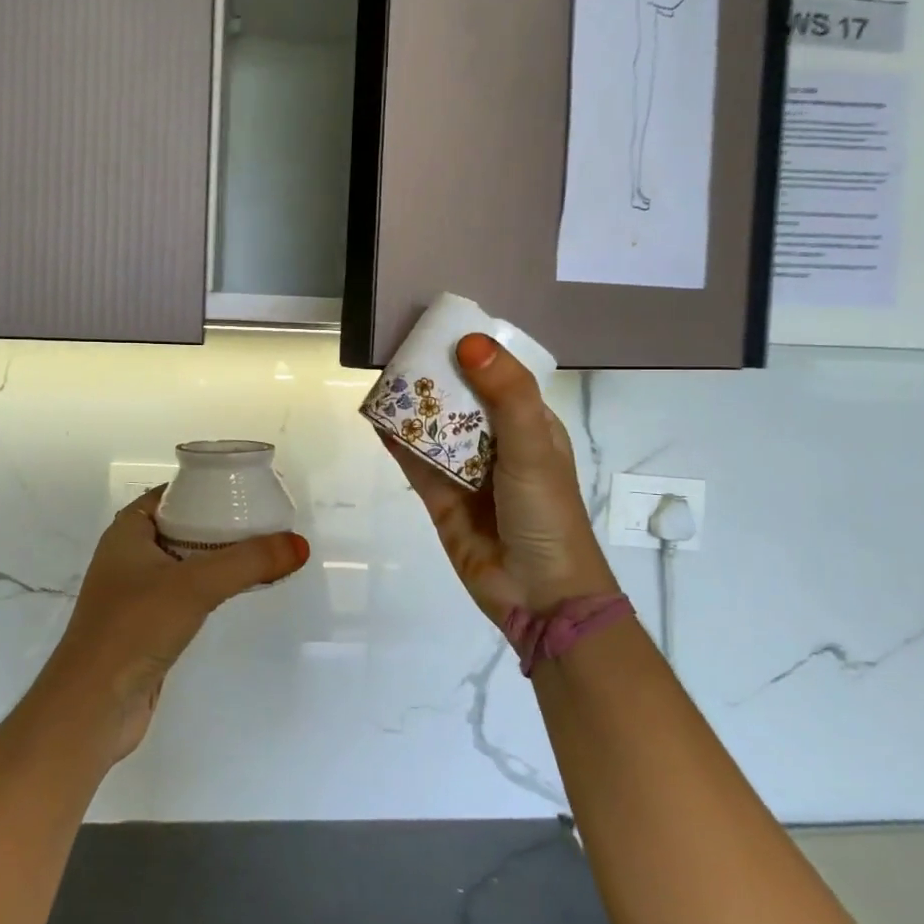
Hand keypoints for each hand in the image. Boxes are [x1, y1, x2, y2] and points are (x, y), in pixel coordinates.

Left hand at [41, 488, 307, 762]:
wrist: (92, 709)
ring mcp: (136, 594)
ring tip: (261, 551)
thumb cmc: (134, 629)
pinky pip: (186, 594)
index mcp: (127, 532)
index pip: (171, 494)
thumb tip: (300, 544)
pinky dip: (211, 588)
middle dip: (220, 522)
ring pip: (185, 562)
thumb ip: (249, 562)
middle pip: (182, 526)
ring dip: (218, 557)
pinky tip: (238, 591)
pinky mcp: (147, 627)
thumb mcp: (195, 585)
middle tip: (264, 519)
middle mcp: (128, 556)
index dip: (206, 486)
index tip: (246, 488)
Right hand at [384, 334, 616, 623]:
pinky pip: (416, 463)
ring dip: (413, 407)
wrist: (539, 595)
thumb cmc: (547, 513)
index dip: (474, 353)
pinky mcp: (441, 499)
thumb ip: (506, 395)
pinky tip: (376, 418)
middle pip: (461, 401)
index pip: (500, 378)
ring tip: (383, 377)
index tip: (441, 328)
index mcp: (530, 426)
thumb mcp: (534, 447)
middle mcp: (498, 444)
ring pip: (435, 430)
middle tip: (401, 349)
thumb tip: (469, 342)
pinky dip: (397, 441)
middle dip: (436, 377)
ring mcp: (468, 473)